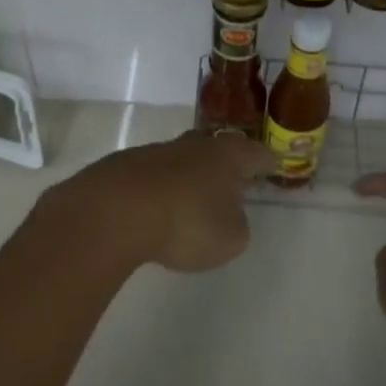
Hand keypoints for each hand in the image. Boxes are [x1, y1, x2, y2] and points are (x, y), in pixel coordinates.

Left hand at [41, 131, 272, 274]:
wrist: (113, 212)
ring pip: (181, 160)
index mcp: (228, 157)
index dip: (266, 162)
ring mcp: (156, 151)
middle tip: (231, 181)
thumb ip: (237, 226)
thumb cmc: (186, 223)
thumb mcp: (230, 239)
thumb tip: (227, 216)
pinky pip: (151, 175)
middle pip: (216, 149)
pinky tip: (152, 209)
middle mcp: (194, 146)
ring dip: (187, 177)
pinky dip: (157, 189)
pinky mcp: (123, 165)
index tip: (272, 167)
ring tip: (188, 201)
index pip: (256, 154)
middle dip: (225, 163)